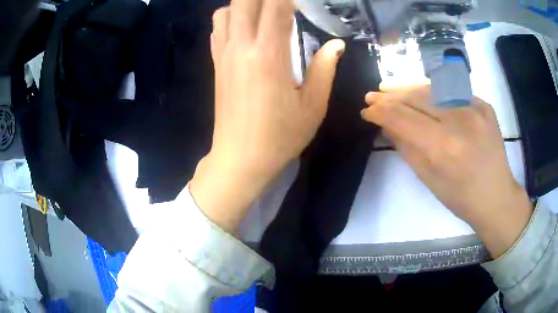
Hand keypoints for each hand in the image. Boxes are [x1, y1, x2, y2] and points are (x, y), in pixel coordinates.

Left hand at [190, 0, 344, 232]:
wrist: (240, 159)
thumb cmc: (280, 136)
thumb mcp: (313, 105)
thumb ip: (324, 68)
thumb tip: (336, 44)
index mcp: (269, 54)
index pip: (275, 5)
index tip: (300, 1)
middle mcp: (241, 47)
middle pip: (243, 1)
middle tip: (283, 5)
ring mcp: (224, 55)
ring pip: (225, 11)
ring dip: (244, 5)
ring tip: (263, 14)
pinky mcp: (216, 64)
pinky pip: (217, 30)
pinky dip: (230, 20)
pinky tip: (245, 29)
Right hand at [361, 84, 532, 257]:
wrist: (495, 196)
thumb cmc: (460, 197)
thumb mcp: (428, 178)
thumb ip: (406, 147)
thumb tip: (385, 124)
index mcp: (444, 147)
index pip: (403, 118)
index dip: (381, 111)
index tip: (366, 110)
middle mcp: (459, 121)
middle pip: (417, 96)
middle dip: (391, 95)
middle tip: (373, 95)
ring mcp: (475, 108)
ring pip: (434, 87)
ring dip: (408, 87)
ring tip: (390, 87)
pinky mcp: (483, 104)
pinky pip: (452, 91)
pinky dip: (433, 91)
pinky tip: (421, 92)